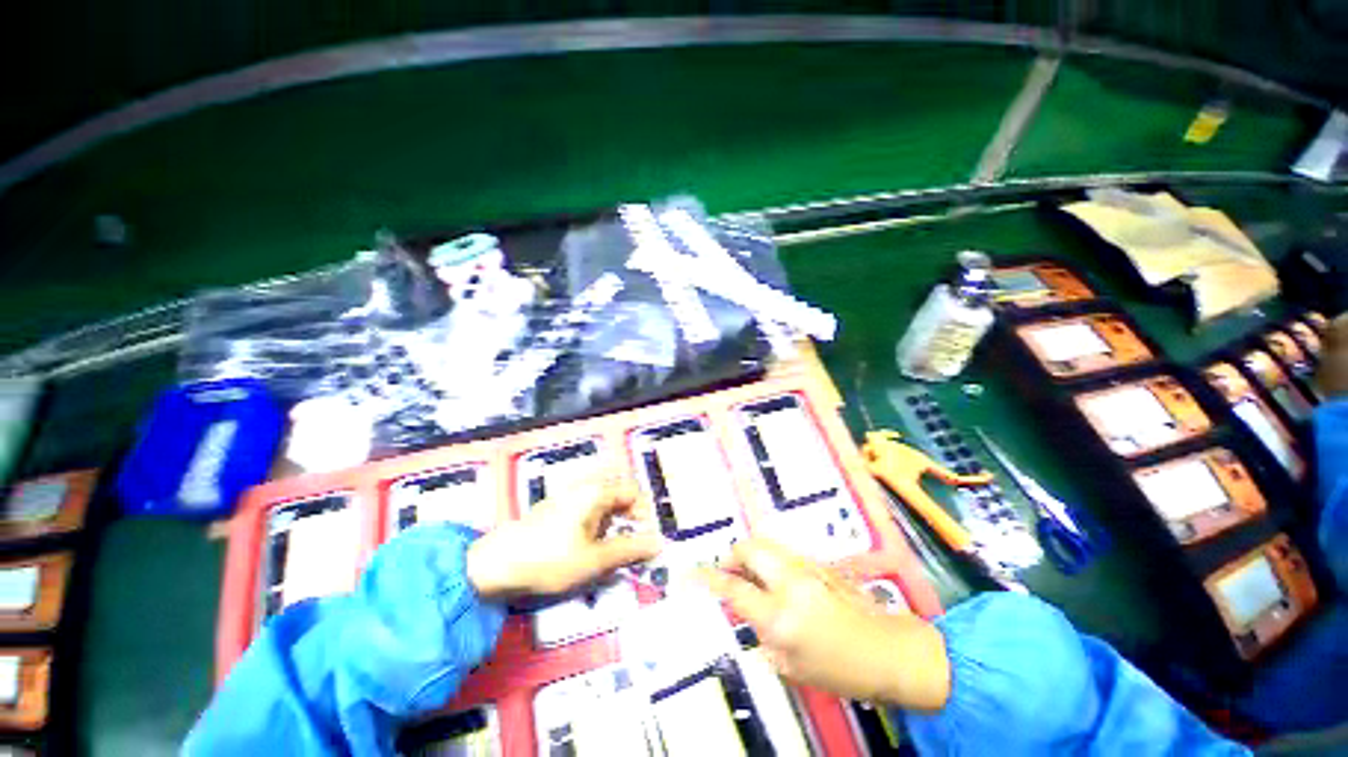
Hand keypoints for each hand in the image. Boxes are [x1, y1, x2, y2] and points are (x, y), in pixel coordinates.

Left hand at [467, 475, 662, 598]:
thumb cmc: (550, 559)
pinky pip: (587, 509)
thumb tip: (659, 544)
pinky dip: (598, 525)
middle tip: (633, 541)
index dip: (645, 513)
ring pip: (603, 502)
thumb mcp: (595, 559)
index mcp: (596, 492)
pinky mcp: (556, 509)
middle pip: (619, 493)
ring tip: (613, 548)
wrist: (495, 566)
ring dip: (615, 522)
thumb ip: (630, 550)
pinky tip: (591, 546)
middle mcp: (584, 487)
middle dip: (630, 516)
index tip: (647, 538)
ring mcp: (568, 497)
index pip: (633, 491)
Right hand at [698, 538, 950, 710]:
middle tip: (729, 571)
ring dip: (753, 556)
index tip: (695, 572)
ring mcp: (806, 567)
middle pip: (749, 549)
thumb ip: (763, 635)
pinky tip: (777, 581)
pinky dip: (771, 560)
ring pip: (767, 545)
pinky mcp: (818, 562)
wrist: (889, 650)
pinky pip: (784, 553)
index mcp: (780, 615)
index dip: (710, 578)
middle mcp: (790, 582)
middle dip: (733, 555)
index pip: (735, 588)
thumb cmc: (841, 670)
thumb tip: (748, 614)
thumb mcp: (792, 666)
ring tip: (752, 576)